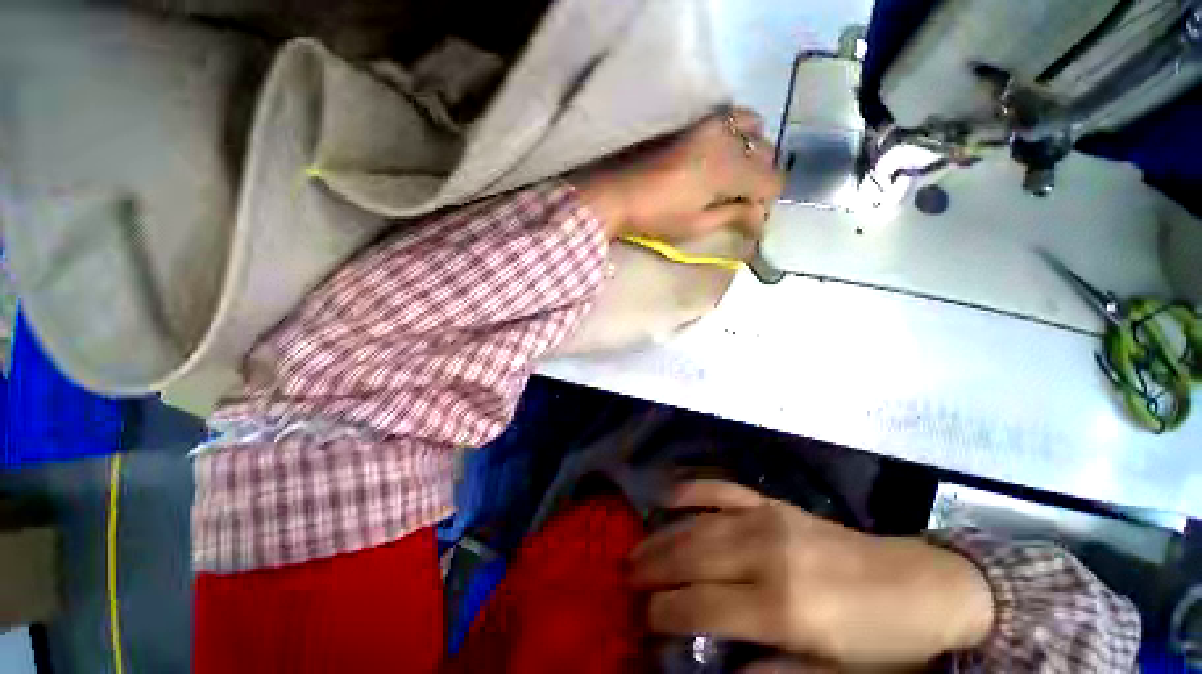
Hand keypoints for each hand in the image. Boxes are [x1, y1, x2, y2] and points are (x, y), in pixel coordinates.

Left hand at [573, 108, 784, 240]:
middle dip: (760, 178)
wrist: (617, 192)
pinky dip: (738, 134)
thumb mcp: (697, 224)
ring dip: (752, 151)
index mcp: (730, 169)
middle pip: (766, 154)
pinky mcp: (696, 120)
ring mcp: (711, 123)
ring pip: (754, 129)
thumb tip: (759, 216)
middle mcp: (728, 139)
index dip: (766, 200)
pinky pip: (733, 117)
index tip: (751, 215)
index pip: (773, 179)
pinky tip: (722, 153)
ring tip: (734, 173)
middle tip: (741, 199)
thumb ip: (733, 215)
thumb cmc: (656, 216)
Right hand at [630, 481, 994, 666]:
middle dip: (653, 569)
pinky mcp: (773, 503)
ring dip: (662, 536)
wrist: (922, 586)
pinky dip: (693, 490)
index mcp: (781, 607)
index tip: (642, 618)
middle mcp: (765, 555)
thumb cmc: (879, 641)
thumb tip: (716, 671)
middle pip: (692, 559)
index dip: (664, 612)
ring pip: (699, 524)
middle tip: (625, 576)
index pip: (701, 607)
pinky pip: (723, 489)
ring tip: (637, 547)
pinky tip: (670, 495)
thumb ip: (772, 673)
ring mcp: (767, 520)